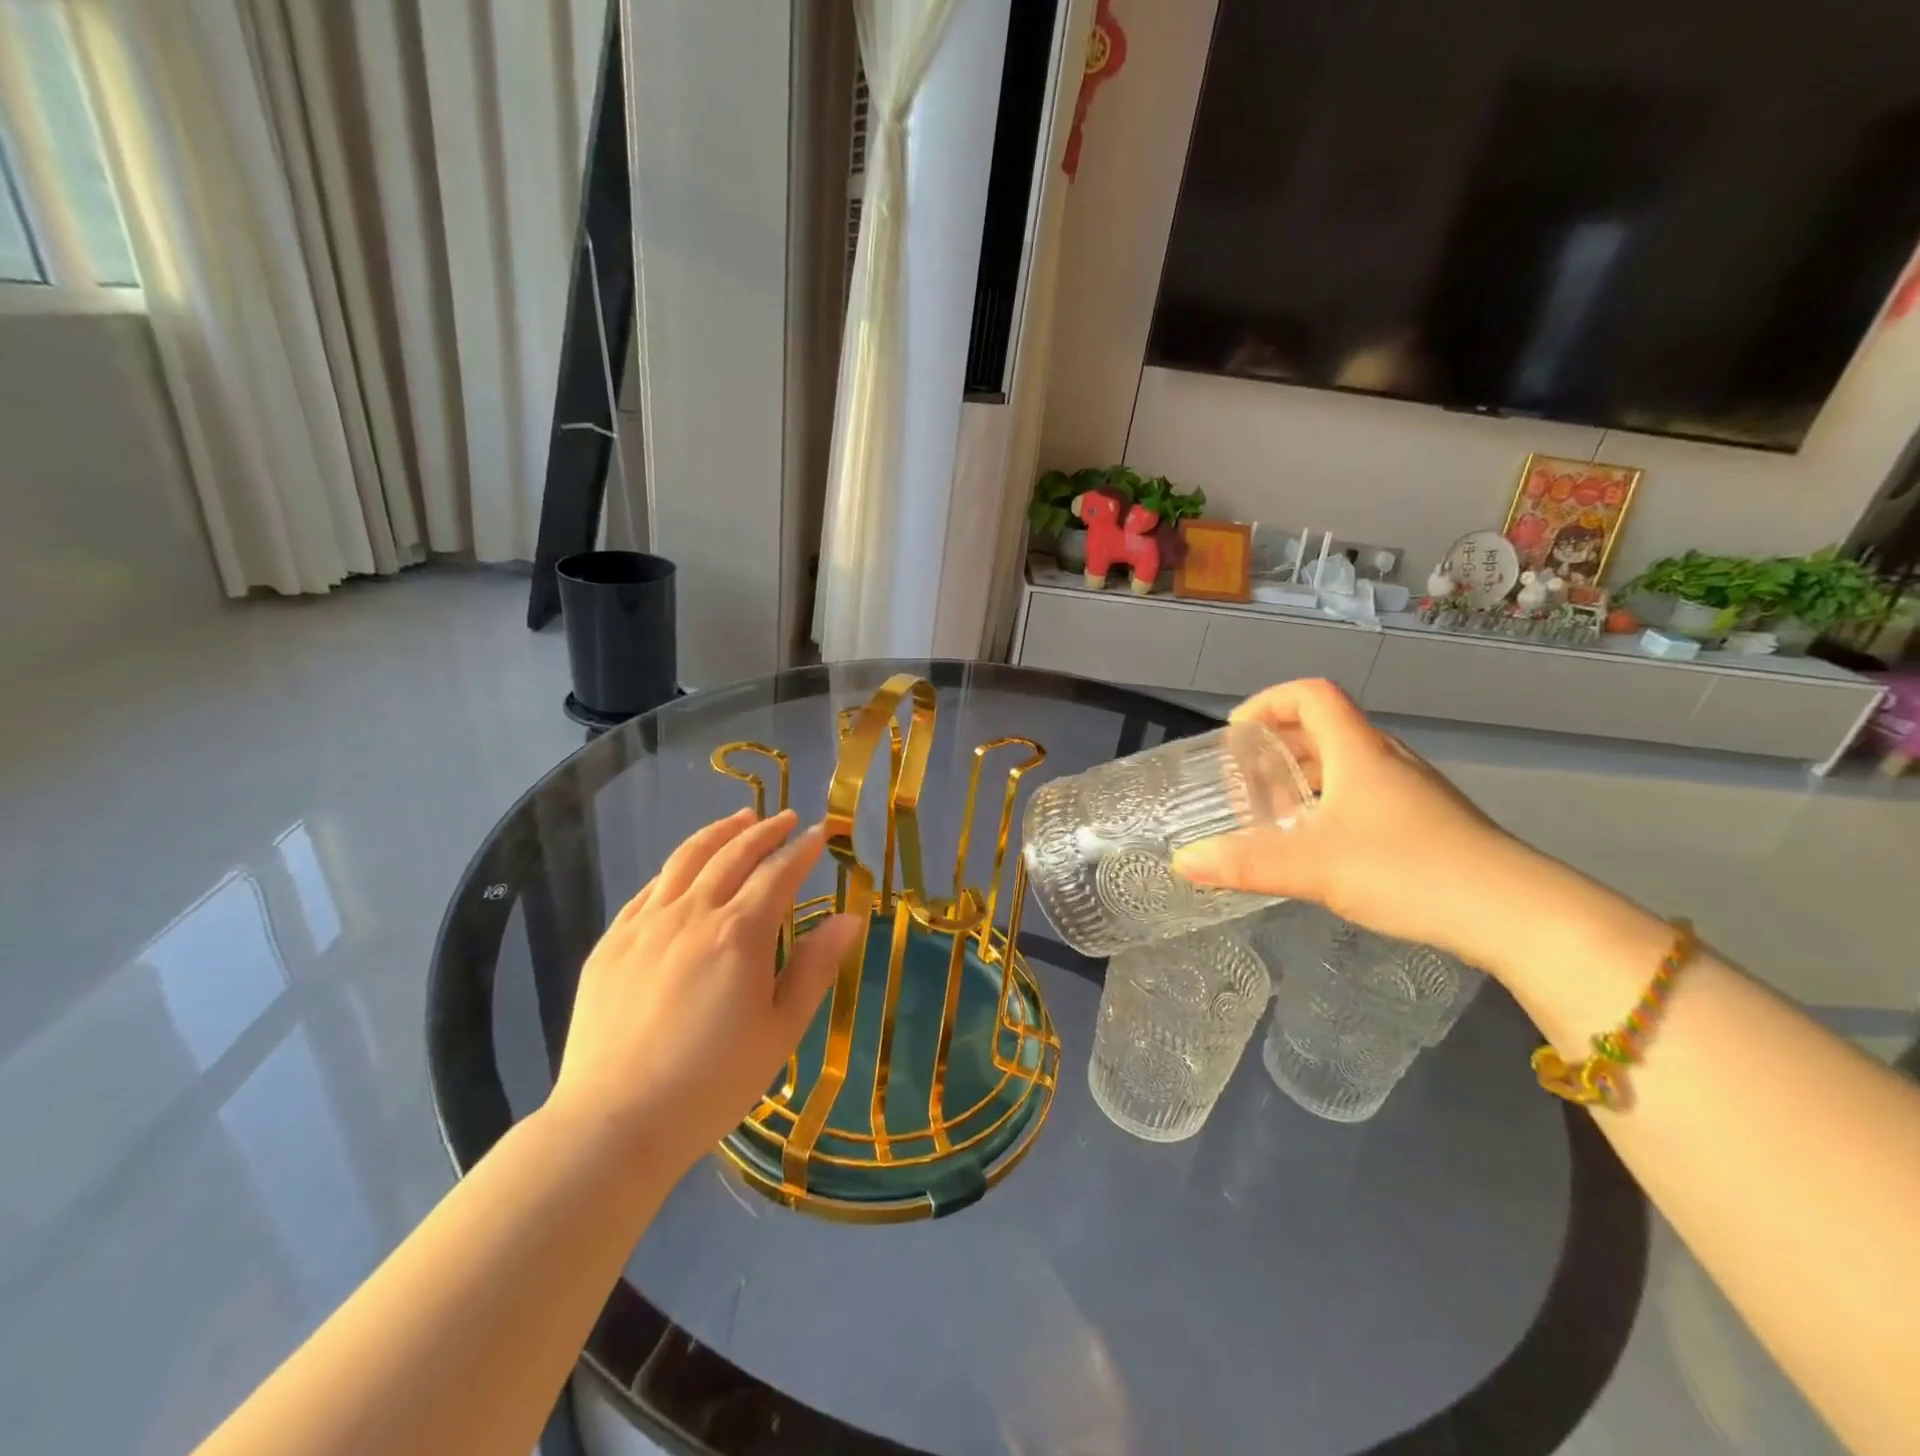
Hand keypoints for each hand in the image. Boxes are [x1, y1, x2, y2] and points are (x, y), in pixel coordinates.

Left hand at [547, 808, 863, 1172]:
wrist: (614, 1123)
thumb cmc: (712, 1083)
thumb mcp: (781, 1031)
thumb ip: (815, 967)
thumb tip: (850, 918)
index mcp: (739, 934)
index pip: (778, 873)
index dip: (803, 849)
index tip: (821, 832)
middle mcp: (692, 913)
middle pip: (733, 854)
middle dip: (766, 830)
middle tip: (787, 818)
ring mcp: (645, 924)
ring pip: (687, 859)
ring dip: (720, 833)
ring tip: (741, 819)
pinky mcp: (611, 943)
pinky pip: (648, 888)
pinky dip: (676, 867)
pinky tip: (685, 869)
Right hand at [1172, 679, 1544, 967]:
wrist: (1515, 913)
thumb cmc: (1407, 869)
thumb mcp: (1312, 866)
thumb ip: (1243, 863)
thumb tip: (1182, 863)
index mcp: (1358, 750)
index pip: (1311, 694)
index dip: (1268, 702)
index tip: (1235, 733)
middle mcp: (1386, 759)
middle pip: (1325, 727)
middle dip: (1277, 745)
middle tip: (1245, 779)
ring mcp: (1412, 791)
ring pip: (1347, 763)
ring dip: (1304, 776)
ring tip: (1274, 813)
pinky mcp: (1428, 823)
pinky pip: (1366, 793)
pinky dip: (1330, 803)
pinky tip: (1320, 845)